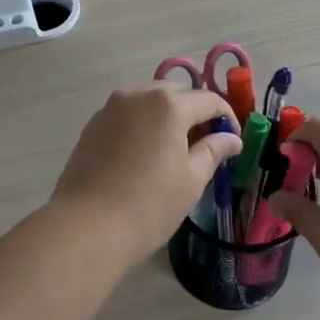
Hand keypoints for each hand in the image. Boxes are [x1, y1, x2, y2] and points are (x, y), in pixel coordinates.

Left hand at [51, 84, 242, 258]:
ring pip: (148, 101)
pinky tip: (143, 153)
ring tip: (173, 148)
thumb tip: (231, 138)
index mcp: (168, 104)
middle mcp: (138, 95)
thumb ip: (213, 151)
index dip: (226, 117)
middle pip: (176, 94)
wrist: (86, 225)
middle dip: (194, 112)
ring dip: (166, 116)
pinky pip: (126, 115)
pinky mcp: (92, 125)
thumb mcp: (191, 180)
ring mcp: (110, 108)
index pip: (208, 100)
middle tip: (204, 142)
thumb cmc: (149, 204)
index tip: (233, 140)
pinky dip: (141, 125)